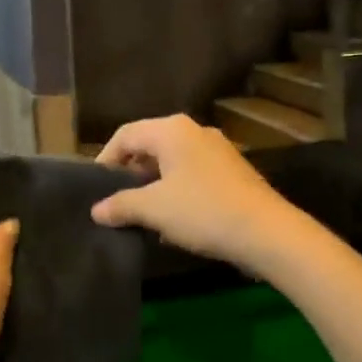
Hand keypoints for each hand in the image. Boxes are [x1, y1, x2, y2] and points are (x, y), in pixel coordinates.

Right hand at [90, 115, 293, 273]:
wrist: (266, 232)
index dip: (105, 158)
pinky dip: (176, 190)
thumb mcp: (154, 209)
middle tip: (115, 199)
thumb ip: (121, 205)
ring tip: (141, 212)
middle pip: (150, 145)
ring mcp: (217, 150)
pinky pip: (192, 174)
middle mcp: (195, 131)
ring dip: (153, 184)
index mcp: (172, 130)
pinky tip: (173, 219)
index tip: (95, 186)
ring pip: (172, 161)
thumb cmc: (203, 211)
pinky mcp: (233, 171)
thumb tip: (96, 210)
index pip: (126, 134)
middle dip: (130, 172)